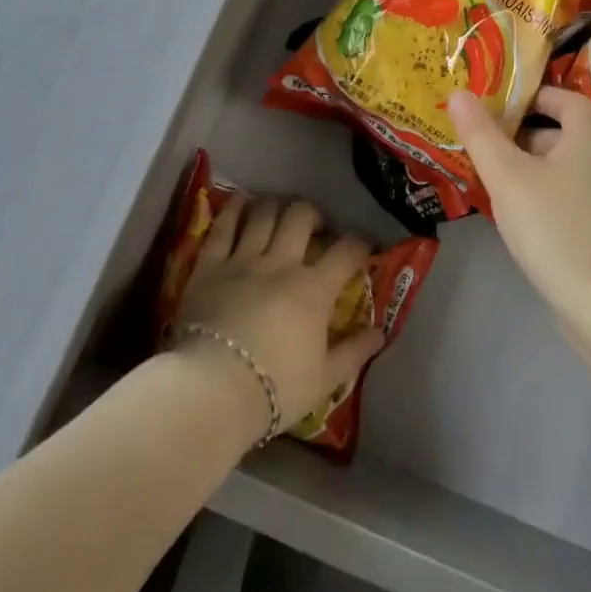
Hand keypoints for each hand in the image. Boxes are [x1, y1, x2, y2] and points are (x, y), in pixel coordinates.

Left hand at [174, 194, 384, 436]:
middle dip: (313, 215)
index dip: (359, 244)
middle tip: (315, 227)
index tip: (362, 248)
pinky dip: (233, 209)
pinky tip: (240, 201)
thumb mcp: (326, 379)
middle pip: (301, 218)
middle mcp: (281, 264)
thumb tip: (381, 332)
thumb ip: (355, 352)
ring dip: (276, 206)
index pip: (346, 252)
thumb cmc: (275, 389)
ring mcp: (243, 260)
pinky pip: (222, 227)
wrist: (213, 390)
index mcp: (314, 290)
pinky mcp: (209, 266)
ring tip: (279, 212)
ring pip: (263, 215)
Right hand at [449, 86, 590, 306]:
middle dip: (519, 136)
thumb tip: (458, 94)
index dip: (528, 96)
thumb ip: (481, 134)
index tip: (492, 110)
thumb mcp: (507, 177)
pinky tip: (519, 219)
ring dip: (528, 169)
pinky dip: (544, 196)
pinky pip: (570, 196)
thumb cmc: (555, 228)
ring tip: (491, 184)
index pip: (562, 97)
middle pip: (560, 132)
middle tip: (480, 149)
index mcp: (590, 135)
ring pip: (562, 167)